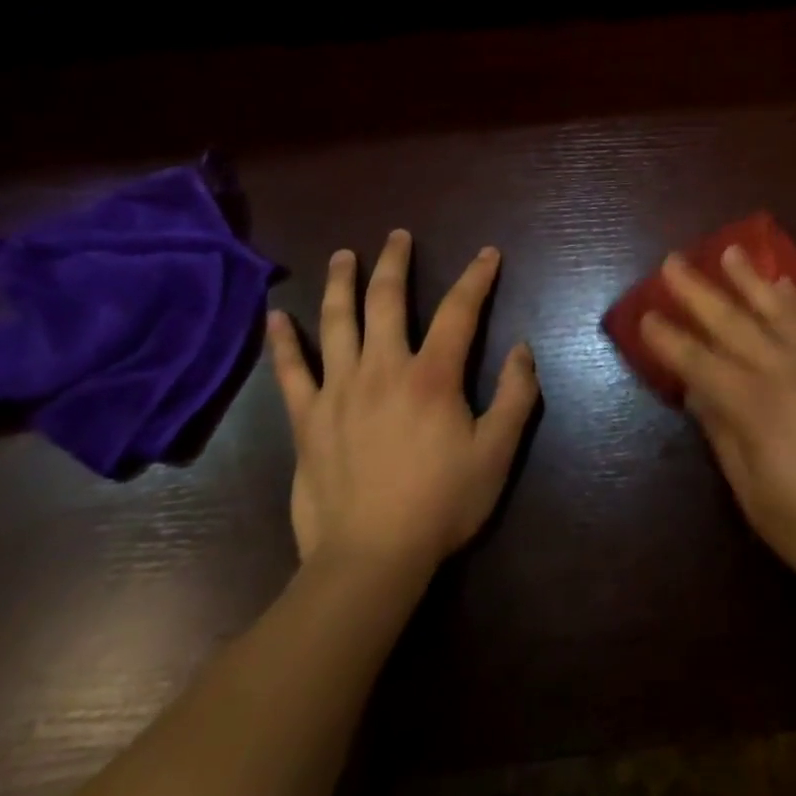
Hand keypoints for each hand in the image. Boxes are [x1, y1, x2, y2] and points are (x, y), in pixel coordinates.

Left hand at [266, 230, 538, 574]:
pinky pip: (291, 371)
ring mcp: (339, 391)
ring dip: (340, 283)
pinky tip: (274, 316)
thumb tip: (522, 348)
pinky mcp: (307, 419)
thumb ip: (515, 396)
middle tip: (398, 236)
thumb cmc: (441, 504)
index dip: (476, 277)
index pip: (459, 311)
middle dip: (395, 262)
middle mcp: (383, 369)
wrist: (369, 560)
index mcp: (432, 376)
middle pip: (387, 300)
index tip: (487, 254)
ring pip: (336, 322)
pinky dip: (282, 342)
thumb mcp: (497, 453)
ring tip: (343, 256)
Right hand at [641, 247, 795, 600]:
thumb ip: (723, 436)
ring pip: (776, 308)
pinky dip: (795, 298)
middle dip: (697, 291)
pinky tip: (783, 283)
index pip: (699, 362)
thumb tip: (696, 392)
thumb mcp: (755, 496)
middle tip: (672, 261)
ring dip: (748, 278)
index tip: (645, 314)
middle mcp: (784, 371)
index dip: (669, 339)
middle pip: (732, 322)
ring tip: (729, 251)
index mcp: (754, 407)